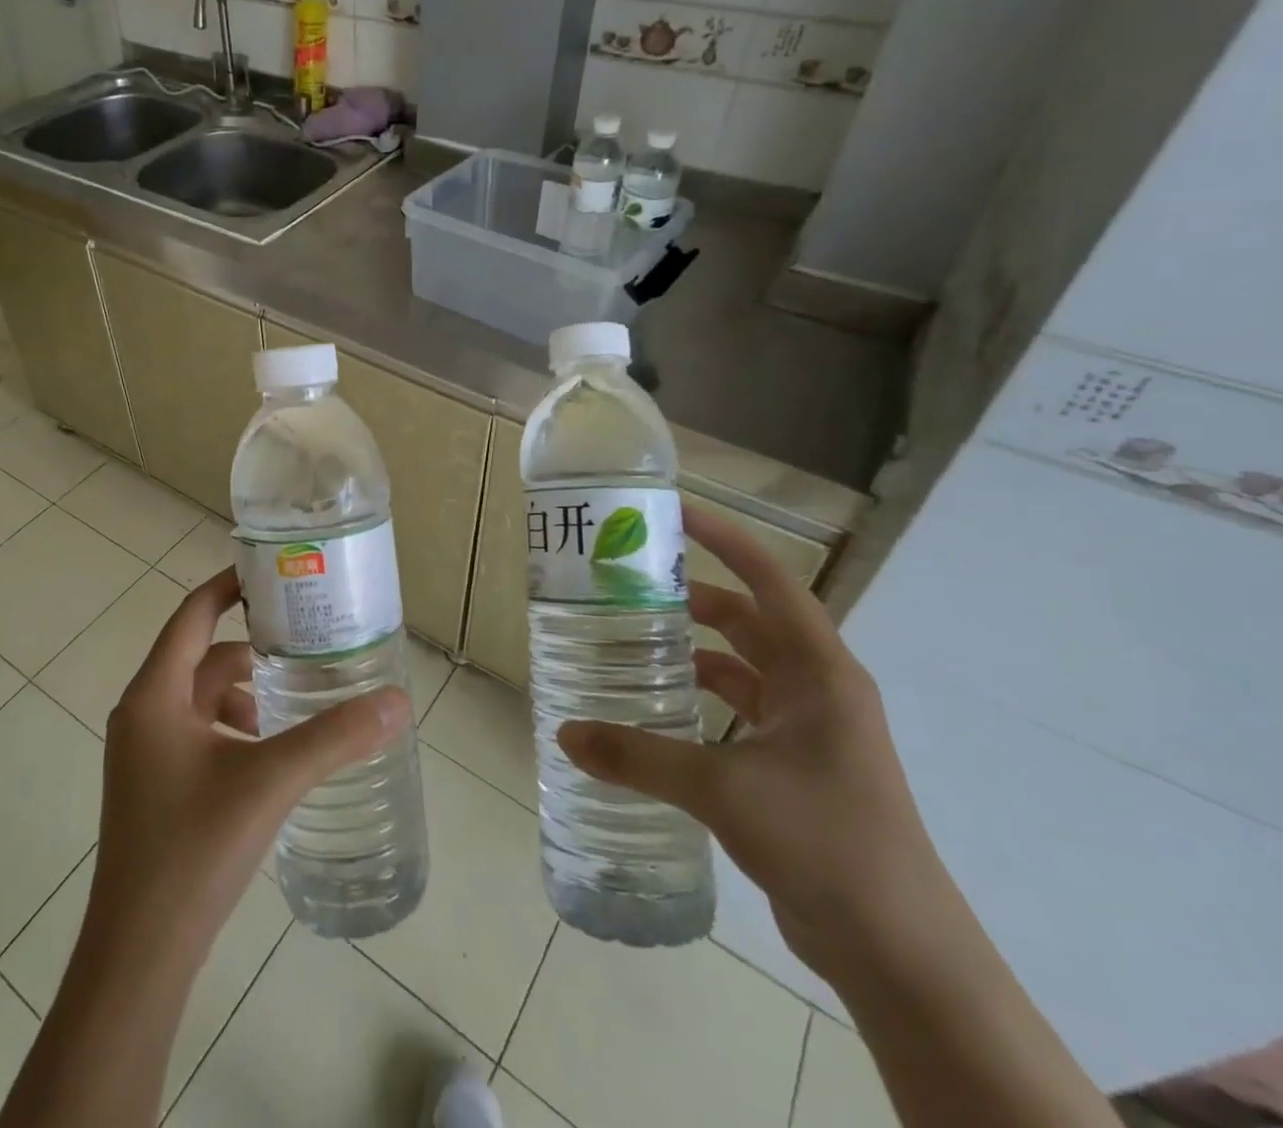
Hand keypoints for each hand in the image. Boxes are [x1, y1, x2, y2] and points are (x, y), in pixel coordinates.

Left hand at [83, 567, 410, 965]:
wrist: (138, 954)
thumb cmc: (194, 848)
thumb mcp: (270, 781)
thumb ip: (334, 738)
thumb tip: (397, 701)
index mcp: (155, 695)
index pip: (192, 614)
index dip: (229, 587)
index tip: (273, 573)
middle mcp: (142, 714)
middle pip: (201, 658)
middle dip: (252, 650)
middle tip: (305, 644)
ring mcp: (144, 755)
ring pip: (200, 700)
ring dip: (245, 695)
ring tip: (295, 707)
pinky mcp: (153, 788)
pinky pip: (197, 735)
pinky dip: (233, 730)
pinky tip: (268, 758)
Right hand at [557, 506, 947, 982]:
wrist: (899, 952)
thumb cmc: (826, 842)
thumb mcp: (722, 790)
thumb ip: (639, 757)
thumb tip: (566, 733)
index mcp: (819, 672)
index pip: (770, 581)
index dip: (724, 539)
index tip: (672, 512)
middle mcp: (816, 689)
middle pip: (748, 620)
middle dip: (692, 596)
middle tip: (628, 585)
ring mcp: (807, 729)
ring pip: (741, 667)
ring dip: (693, 650)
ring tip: (630, 640)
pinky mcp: (793, 766)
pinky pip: (738, 711)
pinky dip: (699, 700)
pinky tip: (656, 709)